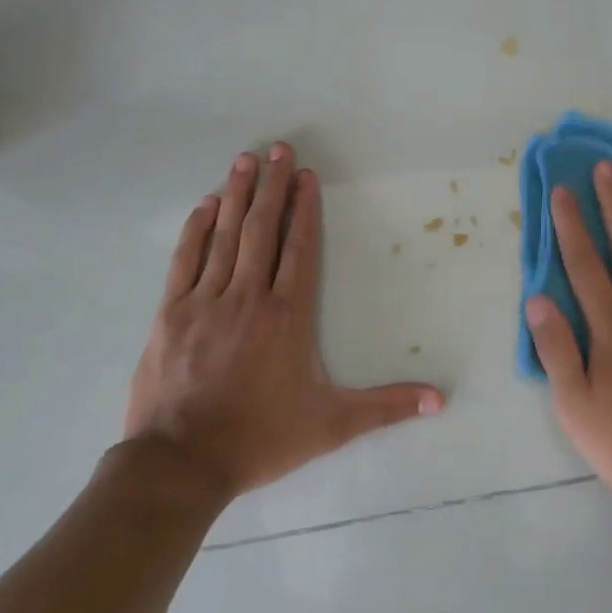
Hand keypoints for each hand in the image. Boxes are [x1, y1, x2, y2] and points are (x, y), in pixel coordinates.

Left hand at [125, 143, 444, 499]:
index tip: (306, 176)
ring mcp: (206, 301)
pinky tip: (207, 205)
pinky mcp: (171, 313)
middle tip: (278, 148)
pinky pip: (186, 260)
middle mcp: (249, 297)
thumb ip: (386, 407)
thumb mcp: (332, 425)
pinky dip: (197, 229)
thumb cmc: (261, 438)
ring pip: (226, 236)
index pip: (300, 249)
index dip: (305, 209)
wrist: (181, 464)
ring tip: (246, 160)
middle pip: (263, 230)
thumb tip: (441, 400)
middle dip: (272, 186)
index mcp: (287, 316)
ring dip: (238, 195)